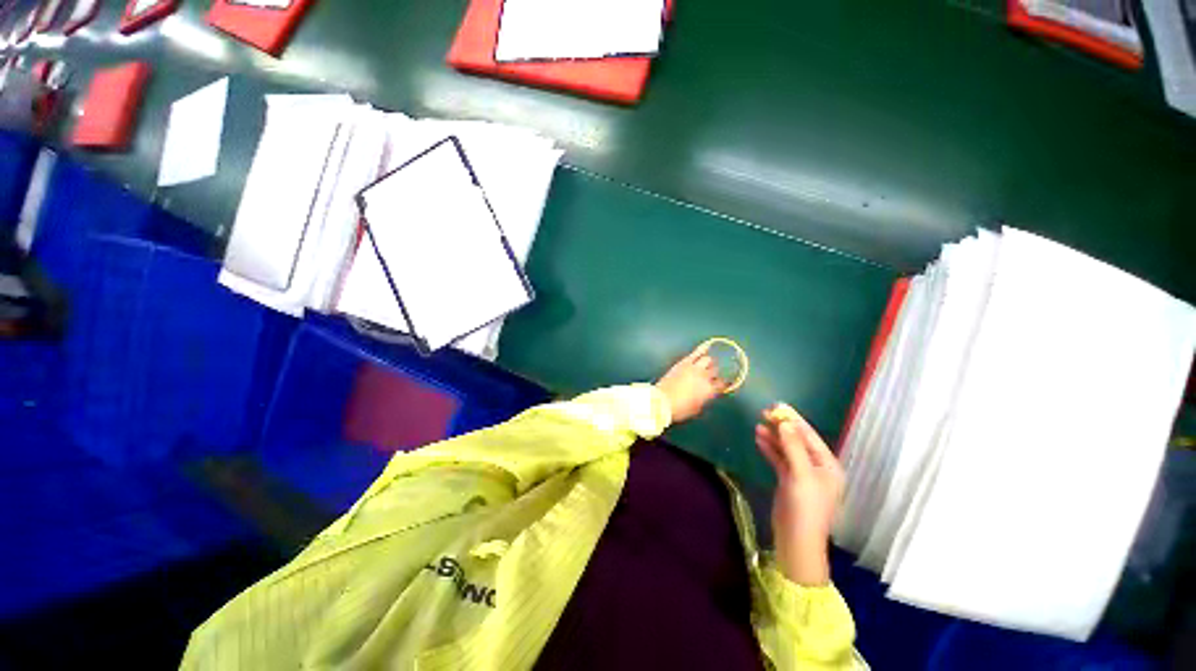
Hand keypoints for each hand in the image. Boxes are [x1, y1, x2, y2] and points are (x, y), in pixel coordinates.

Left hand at [655, 344, 727, 423]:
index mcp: (709, 391)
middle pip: (715, 371)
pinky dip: (703, 348)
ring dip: (709, 362)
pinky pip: (697, 353)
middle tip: (711, 374)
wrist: (662, 401)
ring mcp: (695, 368)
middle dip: (714, 373)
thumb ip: (704, 398)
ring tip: (707, 363)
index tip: (721, 383)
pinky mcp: (685, 363)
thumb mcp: (696, 408)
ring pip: (708, 360)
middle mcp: (705, 377)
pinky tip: (708, 344)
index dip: (722, 384)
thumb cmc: (679, 409)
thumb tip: (706, 393)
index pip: (722, 384)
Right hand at [755, 404, 844, 585]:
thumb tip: (784, 421)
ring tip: (758, 424)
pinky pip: (779, 459)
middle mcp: (816, 467)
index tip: (778, 405)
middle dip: (782, 427)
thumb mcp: (801, 474)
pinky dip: (770, 449)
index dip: (794, 420)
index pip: (810, 436)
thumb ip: (793, 446)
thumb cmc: (806, 506)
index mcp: (828, 465)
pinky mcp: (789, 481)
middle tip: (764, 412)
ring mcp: (802, 474)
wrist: (796, 539)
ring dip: (774, 437)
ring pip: (787, 449)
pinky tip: (759, 439)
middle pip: (798, 441)